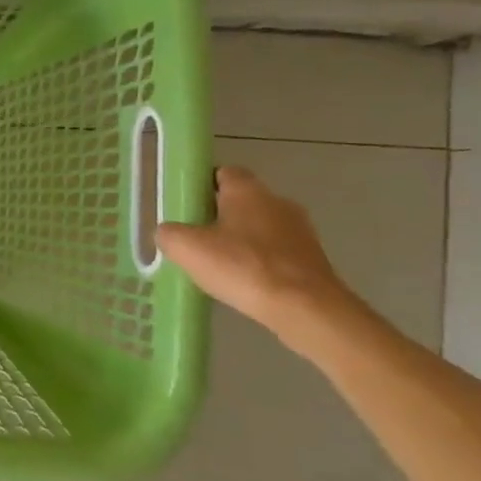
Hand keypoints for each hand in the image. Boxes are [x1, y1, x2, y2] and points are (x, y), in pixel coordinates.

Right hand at [156, 165, 352, 342]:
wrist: (305, 308)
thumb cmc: (243, 267)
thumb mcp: (186, 248)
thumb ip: (169, 234)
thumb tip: (168, 232)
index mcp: (248, 191)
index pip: (223, 172)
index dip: (202, 185)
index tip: (184, 204)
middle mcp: (278, 202)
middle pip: (241, 201)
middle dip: (218, 215)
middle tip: (193, 237)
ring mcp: (300, 231)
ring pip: (259, 227)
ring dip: (239, 240)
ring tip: (217, 264)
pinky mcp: (312, 259)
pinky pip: (275, 252)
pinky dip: (258, 261)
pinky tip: (243, 282)